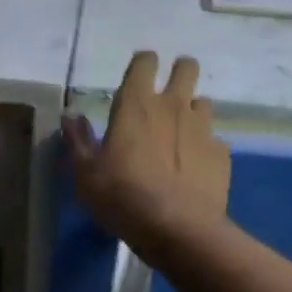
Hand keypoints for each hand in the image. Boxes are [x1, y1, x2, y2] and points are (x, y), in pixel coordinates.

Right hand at [64, 51, 229, 250]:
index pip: (145, 62)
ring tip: (182, 134)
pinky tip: (196, 167)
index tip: (139, 73)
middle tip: (169, 92)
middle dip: (181, 71)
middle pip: (187, 68)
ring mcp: (203, 128)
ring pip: (204, 102)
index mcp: (137, 104)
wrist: (178, 229)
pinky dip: (206, 148)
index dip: (143, 63)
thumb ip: (78, 141)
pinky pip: (215, 140)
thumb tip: (70, 117)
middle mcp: (174, 106)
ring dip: (193, 111)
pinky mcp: (222, 154)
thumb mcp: (86, 174)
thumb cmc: (123, 196)